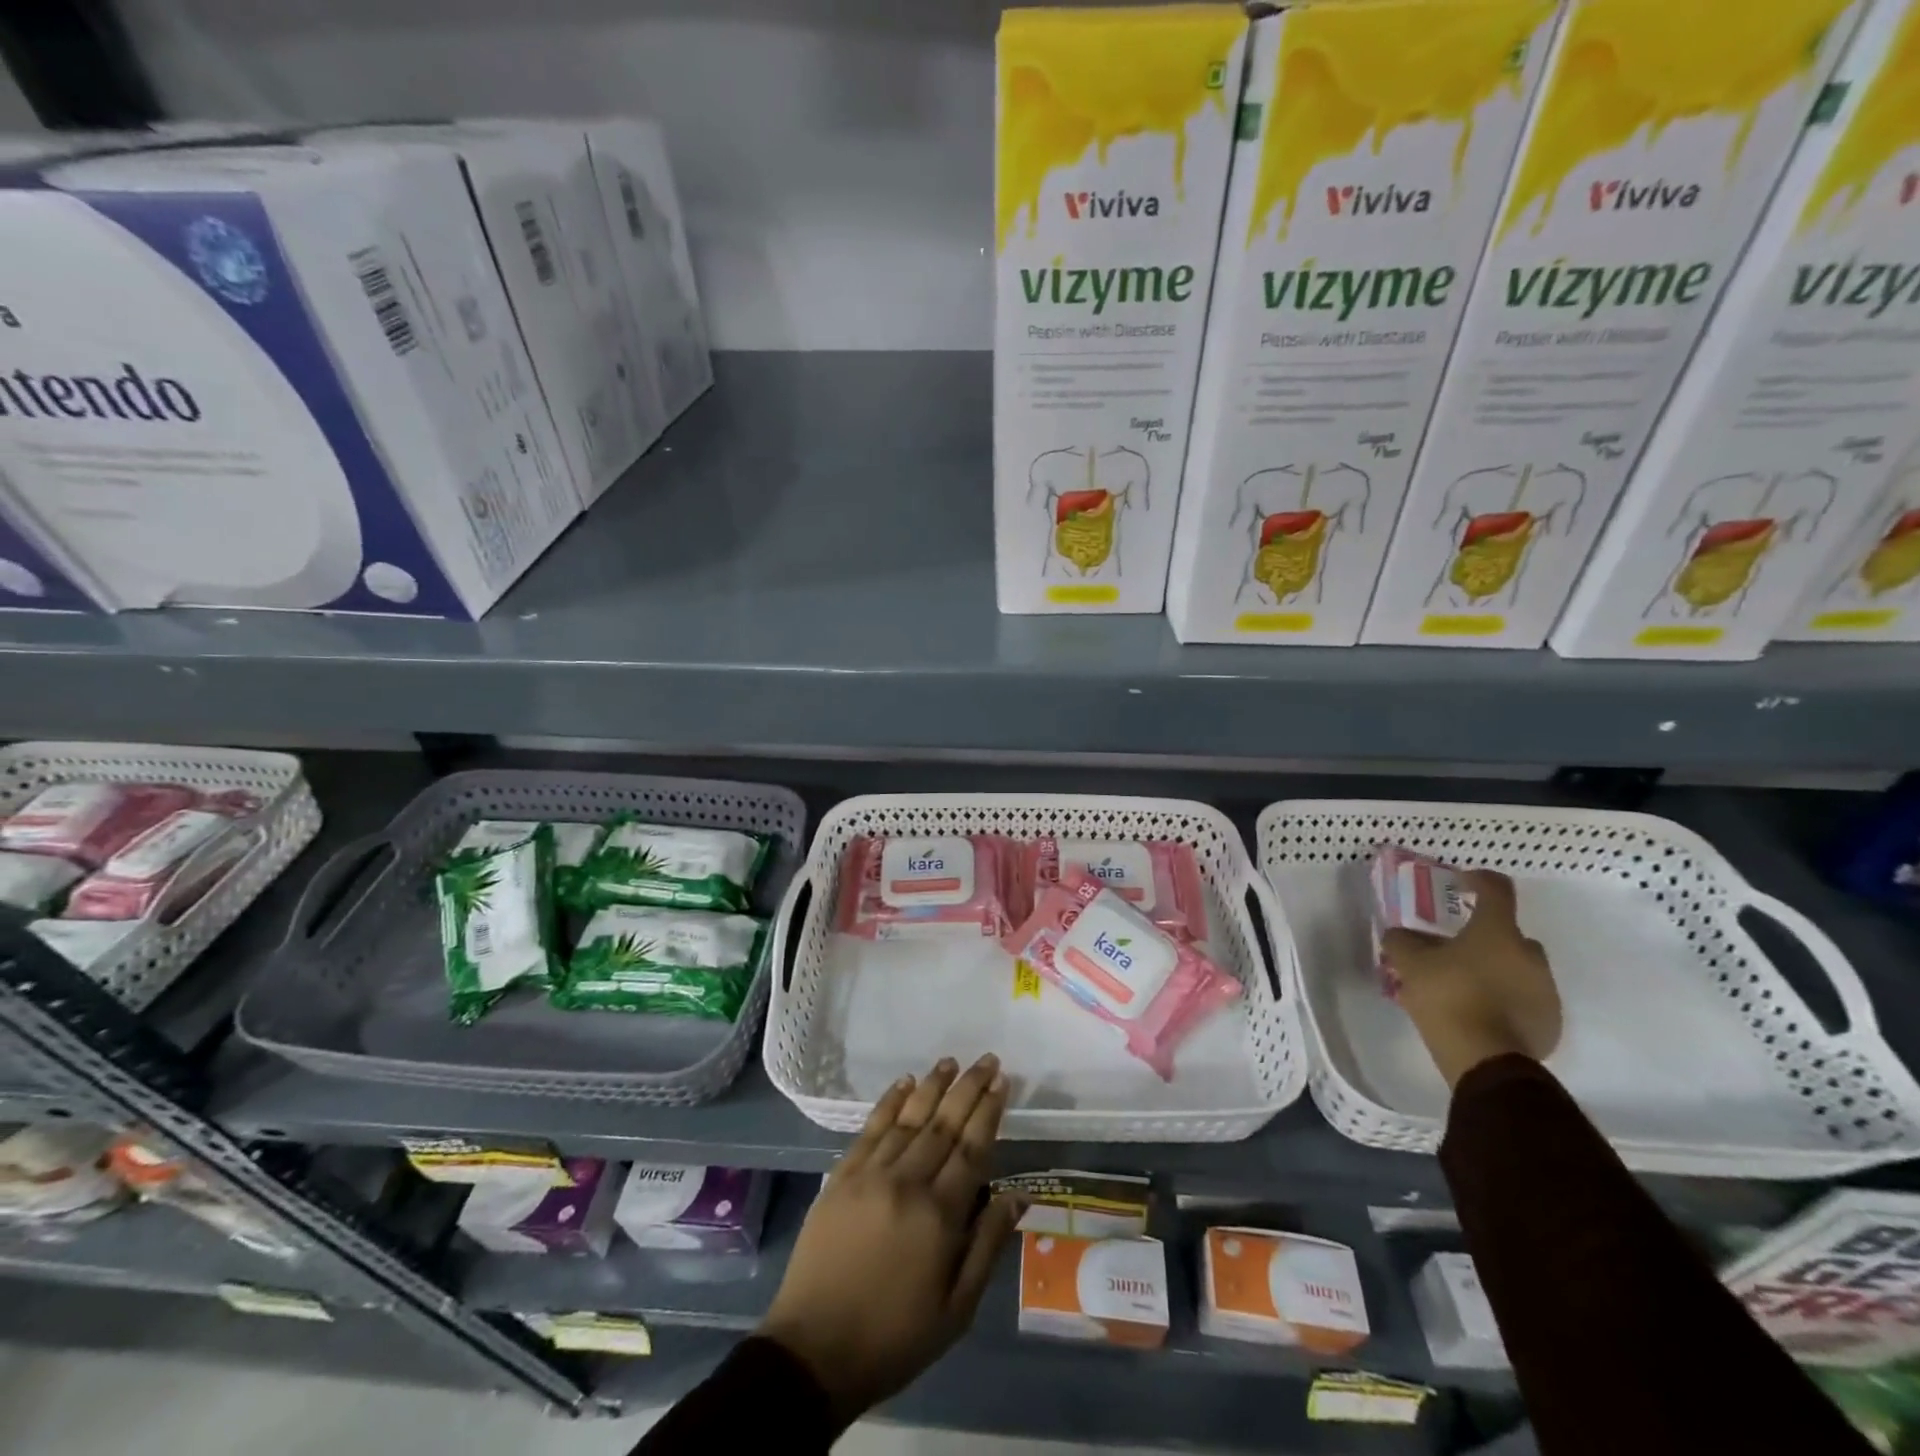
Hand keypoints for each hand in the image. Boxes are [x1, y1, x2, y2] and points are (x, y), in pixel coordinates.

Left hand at [758, 1055, 1021, 1426]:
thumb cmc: (894, 1337)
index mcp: (939, 1216)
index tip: (1002, 1082)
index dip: (989, 1112)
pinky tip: (904, 1083)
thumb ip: (987, 1245)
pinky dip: (890, 1102)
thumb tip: (1018, 1195)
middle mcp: (907, 1182)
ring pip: (909, 1118)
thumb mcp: (956, 1309)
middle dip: (968, 1088)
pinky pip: (871, 1128)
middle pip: (944, 1124)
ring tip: (951, 1061)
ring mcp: (870, 1174)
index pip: (972, 1148)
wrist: (814, 1351)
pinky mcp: (841, 1175)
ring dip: (932, 1086)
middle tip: (987, 1059)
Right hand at [1382, 869, 1561, 1088]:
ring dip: (1494, 969)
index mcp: (1498, 932)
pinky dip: (1504, 999)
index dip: (1477, 879)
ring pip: (1517, 967)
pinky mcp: (1549, 1021)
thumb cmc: (1448, 996)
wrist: (1486, 1059)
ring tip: (1462, 986)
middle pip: (1507, 933)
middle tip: (1453, 949)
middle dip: (1483, 937)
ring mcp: (1545, 989)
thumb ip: (1402, 941)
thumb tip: (1401, 934)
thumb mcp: (1409, 963)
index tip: (1460, 882)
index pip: (1496, 889)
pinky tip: (1478, 1012)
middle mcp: (1529, 954)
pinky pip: (1524, 998)